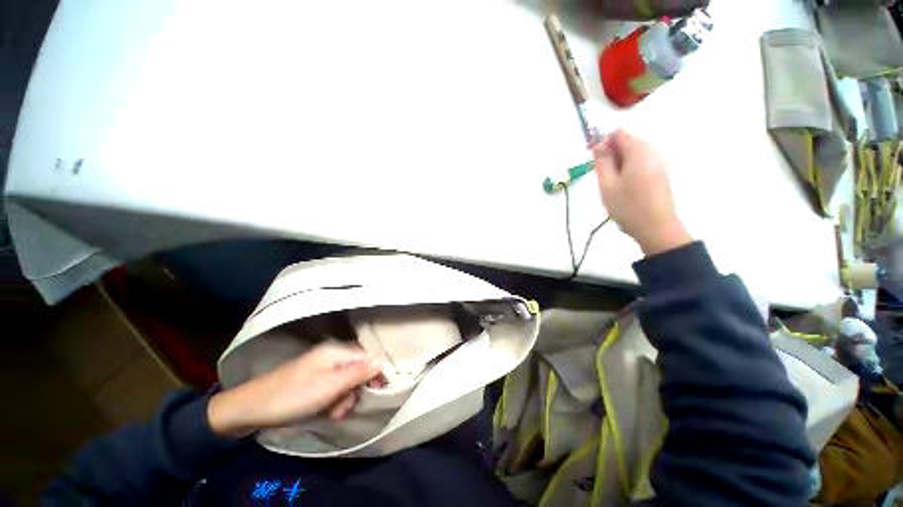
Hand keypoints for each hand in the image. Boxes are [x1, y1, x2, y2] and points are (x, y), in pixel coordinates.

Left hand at [207, 343, 380, 437]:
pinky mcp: (313, 380)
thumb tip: (381, 361)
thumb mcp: (329, 387)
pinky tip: (327, 411)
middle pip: (357, 370)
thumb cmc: (293, 396)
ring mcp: (321, 368)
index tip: (379, 391)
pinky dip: (333, 400)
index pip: (367, 357)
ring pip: (346, 381)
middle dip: (356, 390)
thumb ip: (357, 373)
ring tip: (334, 414)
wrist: (250, 408)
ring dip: (344, 399)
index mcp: (336, 352)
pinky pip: (333, 387)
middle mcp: (332, 356)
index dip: (375, 372)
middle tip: (345, 408)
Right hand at [593, 130, 690, 255]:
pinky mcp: (661, 173)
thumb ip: (601, 161)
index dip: (602, 142)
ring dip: (618, 164)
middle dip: (610, 155)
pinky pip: (640, 163)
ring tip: (611, 185)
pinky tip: (624, 188)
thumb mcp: (607, 184)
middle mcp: (653, 151)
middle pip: (627, 143)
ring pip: (633, 154)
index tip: (592, 159)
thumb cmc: (628, 206)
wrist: (656, 228)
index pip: (618, 134)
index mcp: (639, 151)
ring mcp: (659, 162)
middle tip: (601, 176)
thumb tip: (597, 143)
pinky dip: (628, 170)